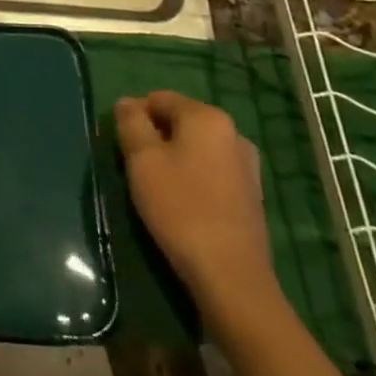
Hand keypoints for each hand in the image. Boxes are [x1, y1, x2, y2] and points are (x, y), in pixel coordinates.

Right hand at [115, 91, 274, 302]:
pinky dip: (194, 177)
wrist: (231, 276)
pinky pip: (212, 170)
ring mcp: (247, 165)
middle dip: (155, 137)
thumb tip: (127, 103)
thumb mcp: (142, 159)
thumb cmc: (180, 207)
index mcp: (207, 117)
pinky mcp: (252, 195)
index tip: (123, 146)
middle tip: (137, 168)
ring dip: (174, 158)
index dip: (135, 117)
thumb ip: (131, 122)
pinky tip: (183, 204)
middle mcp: (233, 132)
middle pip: (180, 121)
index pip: (158, 98)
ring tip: (158, 188)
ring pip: (196, 147)